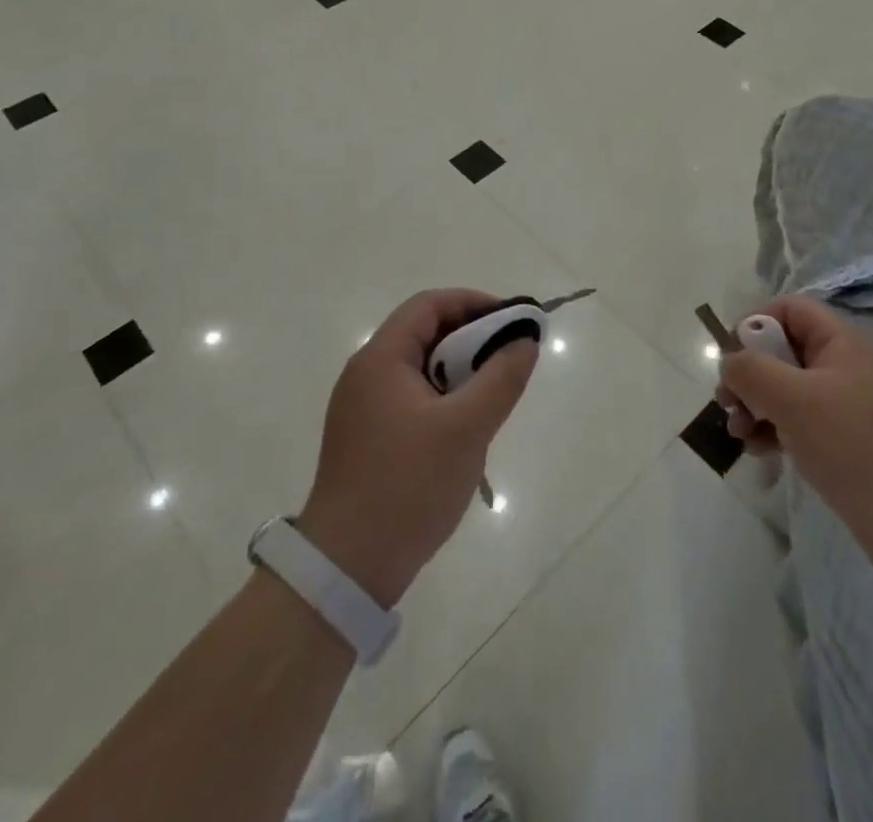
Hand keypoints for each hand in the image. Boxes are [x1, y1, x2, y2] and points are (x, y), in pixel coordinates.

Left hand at [296, 289, 536, 607]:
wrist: (347, 569)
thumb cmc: (408, 485)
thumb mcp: (467, 428)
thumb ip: (502, 378)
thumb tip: (525, 341)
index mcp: (380, 360)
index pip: (429, 305)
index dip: (473, 303)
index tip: (512, 322)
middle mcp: (366, 375)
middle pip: (424, 333)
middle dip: (471, 339)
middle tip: (509, 359)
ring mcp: (363, 409)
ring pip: (421, 369)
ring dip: (459, 372)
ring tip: (493, 395)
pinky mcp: (367, 438)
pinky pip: (412, 398)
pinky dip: (443, 398)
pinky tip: (465, 429)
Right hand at [718, 295, 872, 585]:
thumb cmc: (856, 446)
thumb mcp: (794, 399)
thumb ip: (752, 371)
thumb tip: (729, 362)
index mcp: (842, 343)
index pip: (791, 310)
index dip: (756, 323)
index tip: (732, 357)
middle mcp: (846, 367)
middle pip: (784, 351)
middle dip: (749, 374)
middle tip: (725, 402)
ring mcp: (848, 407)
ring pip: (788, 390)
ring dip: (756, 406)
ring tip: (737, 434)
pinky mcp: (847, 443)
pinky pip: (801, 423)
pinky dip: (775, 431)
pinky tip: (758, 452)